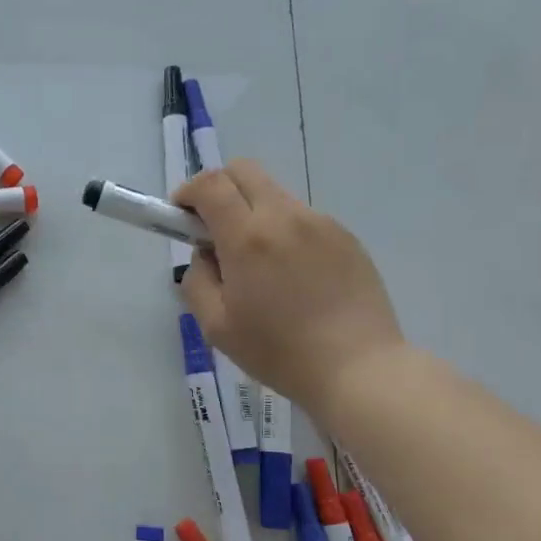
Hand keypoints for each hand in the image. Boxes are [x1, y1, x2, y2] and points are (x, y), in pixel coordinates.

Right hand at [174, 160, 404, 413]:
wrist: (359, 369)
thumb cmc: (278, 351)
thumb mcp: (216, 326)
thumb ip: (197, 280)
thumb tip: (206, 255)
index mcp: (248, 237)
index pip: (210, 185)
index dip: (188, 192)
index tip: (181, 216)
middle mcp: (285, 217)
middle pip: (244, 171)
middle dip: (218, 188)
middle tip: (213, 228)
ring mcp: (321, 224)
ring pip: (275, 195)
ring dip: (253, 212)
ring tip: (258, 263)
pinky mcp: (346, 238)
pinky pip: (303, 219)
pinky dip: (284, 232)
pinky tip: (293, 276)